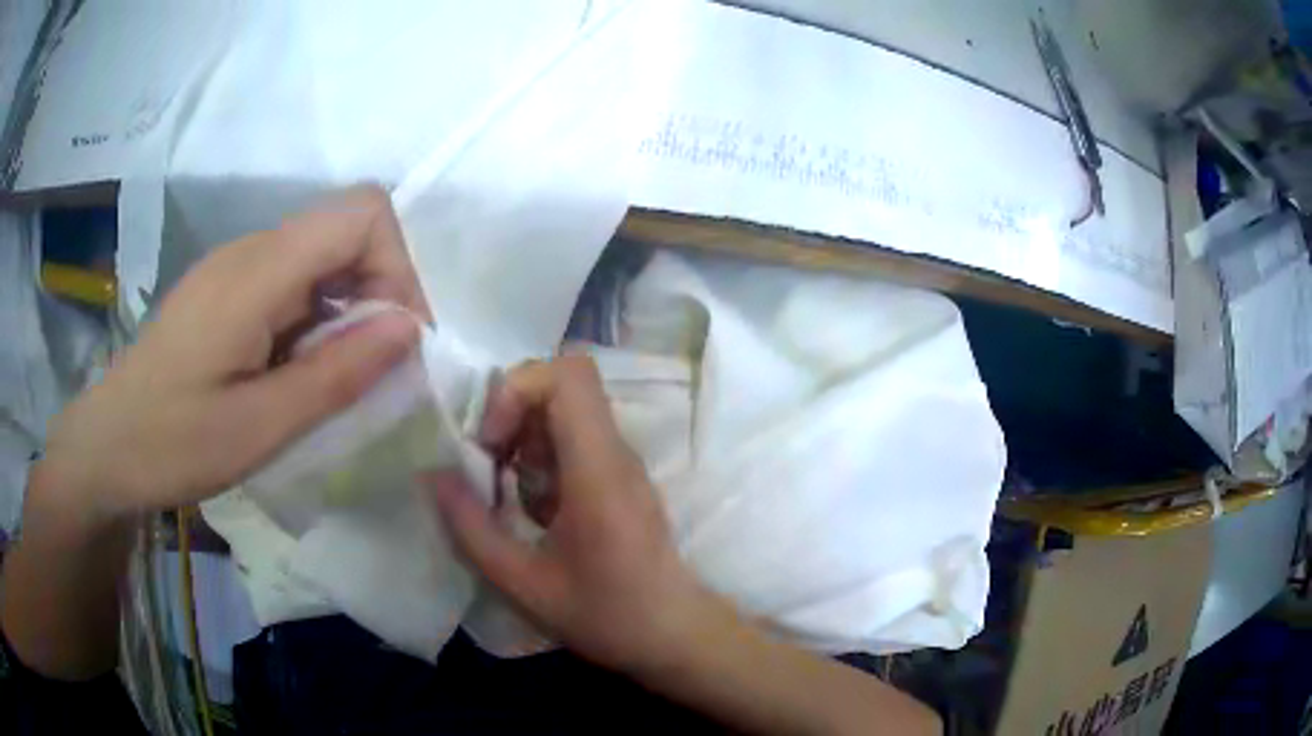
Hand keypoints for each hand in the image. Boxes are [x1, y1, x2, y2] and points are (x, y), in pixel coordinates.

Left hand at [40, 186, 426, 520]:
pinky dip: (317, 323)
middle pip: (347, 231)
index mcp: (257, 271)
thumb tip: (410, 330)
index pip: (362, 213)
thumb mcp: (259, 427)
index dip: (399, 266)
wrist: (106, 447)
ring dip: (348, 313)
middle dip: (380, 294)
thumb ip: (337, 375)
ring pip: (322, 260)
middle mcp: (251, 251)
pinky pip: (293, 284)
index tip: (400, 340)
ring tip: (336, 382)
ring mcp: (236, 268)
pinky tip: (298, 374)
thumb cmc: (172, 443)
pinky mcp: (227, 291)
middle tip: (376, 372)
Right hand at [428, 354, 728, 673]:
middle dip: (511, 414)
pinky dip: (542, 462)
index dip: (517, 390)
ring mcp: (622, 464)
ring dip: (524, 441)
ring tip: (509, 496)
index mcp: (598, 469)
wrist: (675, 634)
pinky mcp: (621, 479)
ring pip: (566, 412)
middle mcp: (616, 453)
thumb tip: (434, 476)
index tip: (491, 442)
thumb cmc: (607, 616)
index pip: (569, 375)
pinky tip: (535, 513)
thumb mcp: (523, 584)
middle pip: (563, 385)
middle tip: (490, 466)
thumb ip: (472, 530)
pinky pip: (575, 443)